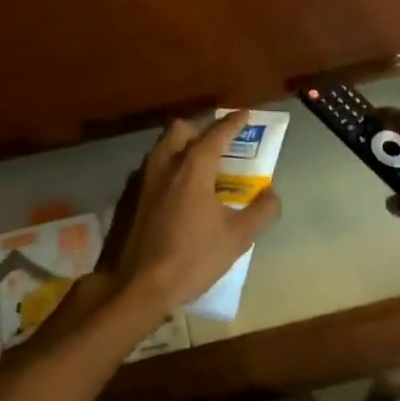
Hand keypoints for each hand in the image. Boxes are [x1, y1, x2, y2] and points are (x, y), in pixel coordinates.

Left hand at [94, 111, 281, 326]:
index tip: (245, 114)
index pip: (217, 133)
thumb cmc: (191, 258)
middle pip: (181, 129)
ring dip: (180, 148)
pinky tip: (174, 193)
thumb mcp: (237, 238)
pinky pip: (150, 170)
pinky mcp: (127, 198)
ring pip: (162, 148)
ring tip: (197, 166)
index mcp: (193, 167)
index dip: (234, 122)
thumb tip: (272, 194)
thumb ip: (260, 211)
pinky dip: (166, 169)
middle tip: (217, 142)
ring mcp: (141, 180)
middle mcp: (164, 163)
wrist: (135, 286)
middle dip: (200, 128)